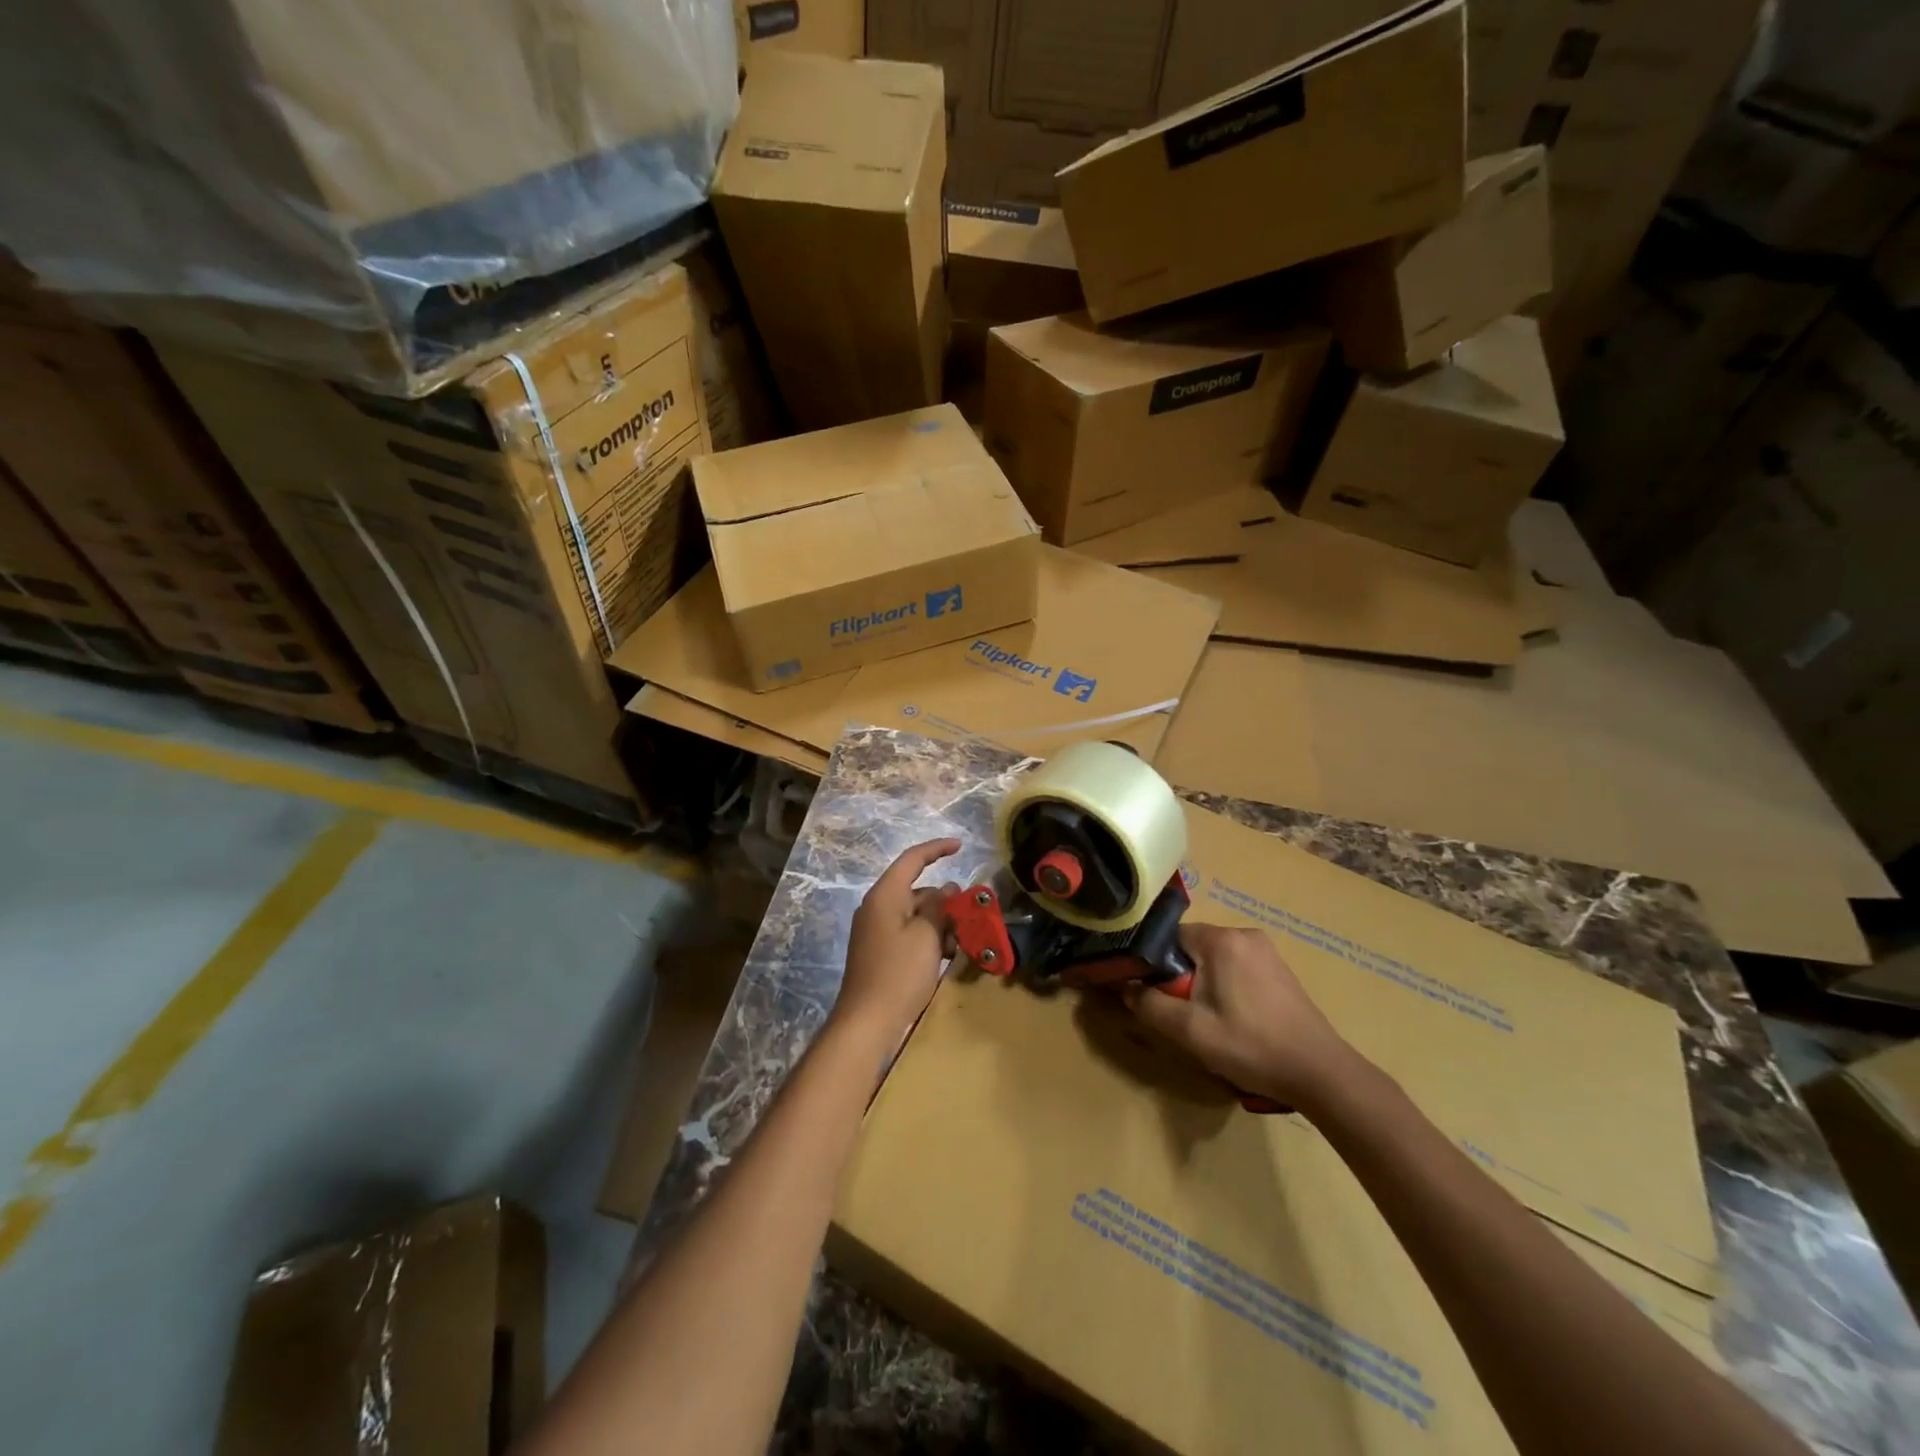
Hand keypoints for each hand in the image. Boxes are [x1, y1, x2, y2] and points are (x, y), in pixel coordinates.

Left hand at [832, 838, 961, 1047]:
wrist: (867, 1023)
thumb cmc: (899, 973)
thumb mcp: (927, 936)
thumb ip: (939, 908)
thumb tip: (946, 889)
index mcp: (885, 895)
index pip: (912, 859)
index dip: (937, 849)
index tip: (960, 846)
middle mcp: (877, 907)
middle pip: (916, 889)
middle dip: (945, 900)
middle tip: (970, 915)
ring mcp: (876, 931)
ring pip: (915, 914)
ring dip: (940, 923)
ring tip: (961, 942)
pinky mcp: (880, 952)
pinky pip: (909, 933)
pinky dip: (929, 938)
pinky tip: (947, 956)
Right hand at [1123, 922, 1358, 1108]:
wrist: (1321, 1073)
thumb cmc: (1252, 1046)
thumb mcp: (1191, 1031)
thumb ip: (1150, 1004)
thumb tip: (1123, 986)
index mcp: (1222, 940)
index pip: (1169, 936)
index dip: (1154, 964)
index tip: (1152, 992)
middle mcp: (1244, 934)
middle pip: (1192, 947)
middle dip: (1181, 977)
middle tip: (1183, 1014)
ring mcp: (1266, 950)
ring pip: (1213, 959)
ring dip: (1202, 984)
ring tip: (1208, 1021)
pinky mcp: (1279, 969)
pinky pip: (1236, 967)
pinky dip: (1225, 987)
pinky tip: (1234, 1020)